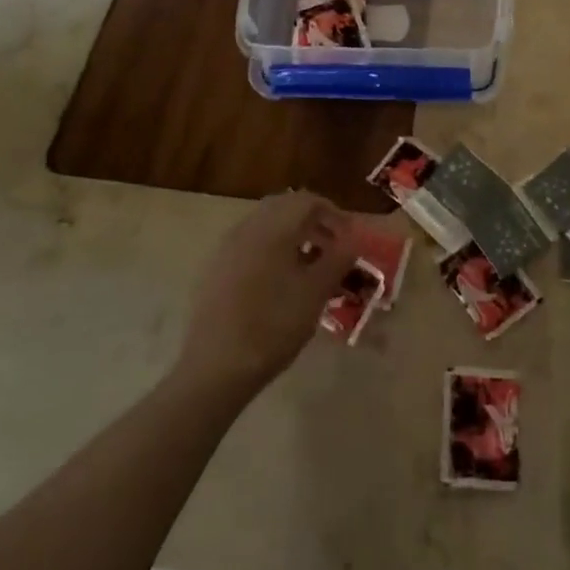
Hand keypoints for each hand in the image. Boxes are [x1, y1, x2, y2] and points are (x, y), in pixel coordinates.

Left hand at [173, 191, 358, 401]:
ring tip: (309, 264)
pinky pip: (249, 243)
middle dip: (312, 221)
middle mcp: (248, 227)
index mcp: (273, 227)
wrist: (215, 368)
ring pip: (265, 224)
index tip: (349, 236)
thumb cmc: (273, 326)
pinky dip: (270, 248)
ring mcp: (227, 247)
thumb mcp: (316, 293)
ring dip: (291, 234)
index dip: (333, 213)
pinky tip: (279, 280)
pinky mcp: (215, 268)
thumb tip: (354, 238)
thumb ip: (338, 259)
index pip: (307, 201)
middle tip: (332, 245)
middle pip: (284, 206)